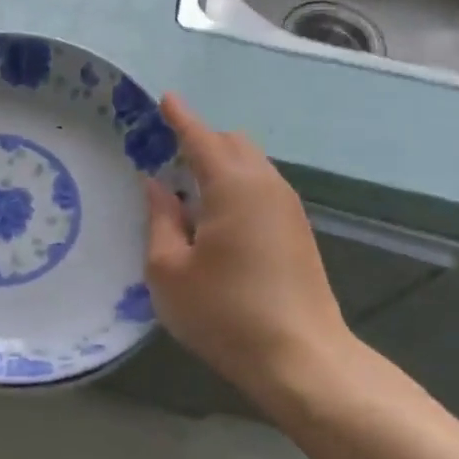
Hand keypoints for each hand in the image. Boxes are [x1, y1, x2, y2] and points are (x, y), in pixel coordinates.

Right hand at [143, 94, 354, 404]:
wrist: (301, 360)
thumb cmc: (224, 313)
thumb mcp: (168, 270)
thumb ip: (160, 219)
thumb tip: (157, 185)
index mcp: (234, 188)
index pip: (202, 138)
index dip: (180, 117)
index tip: (164, 98)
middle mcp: (267, 187)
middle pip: (234, 144)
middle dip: (200, 138)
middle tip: (163, 153)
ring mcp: (288, 209)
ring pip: (251, 165)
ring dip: (219, 163)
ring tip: (184, 184)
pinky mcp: (297, 232)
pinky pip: (260, 188)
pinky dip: (234, 184)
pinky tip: (212, 214)